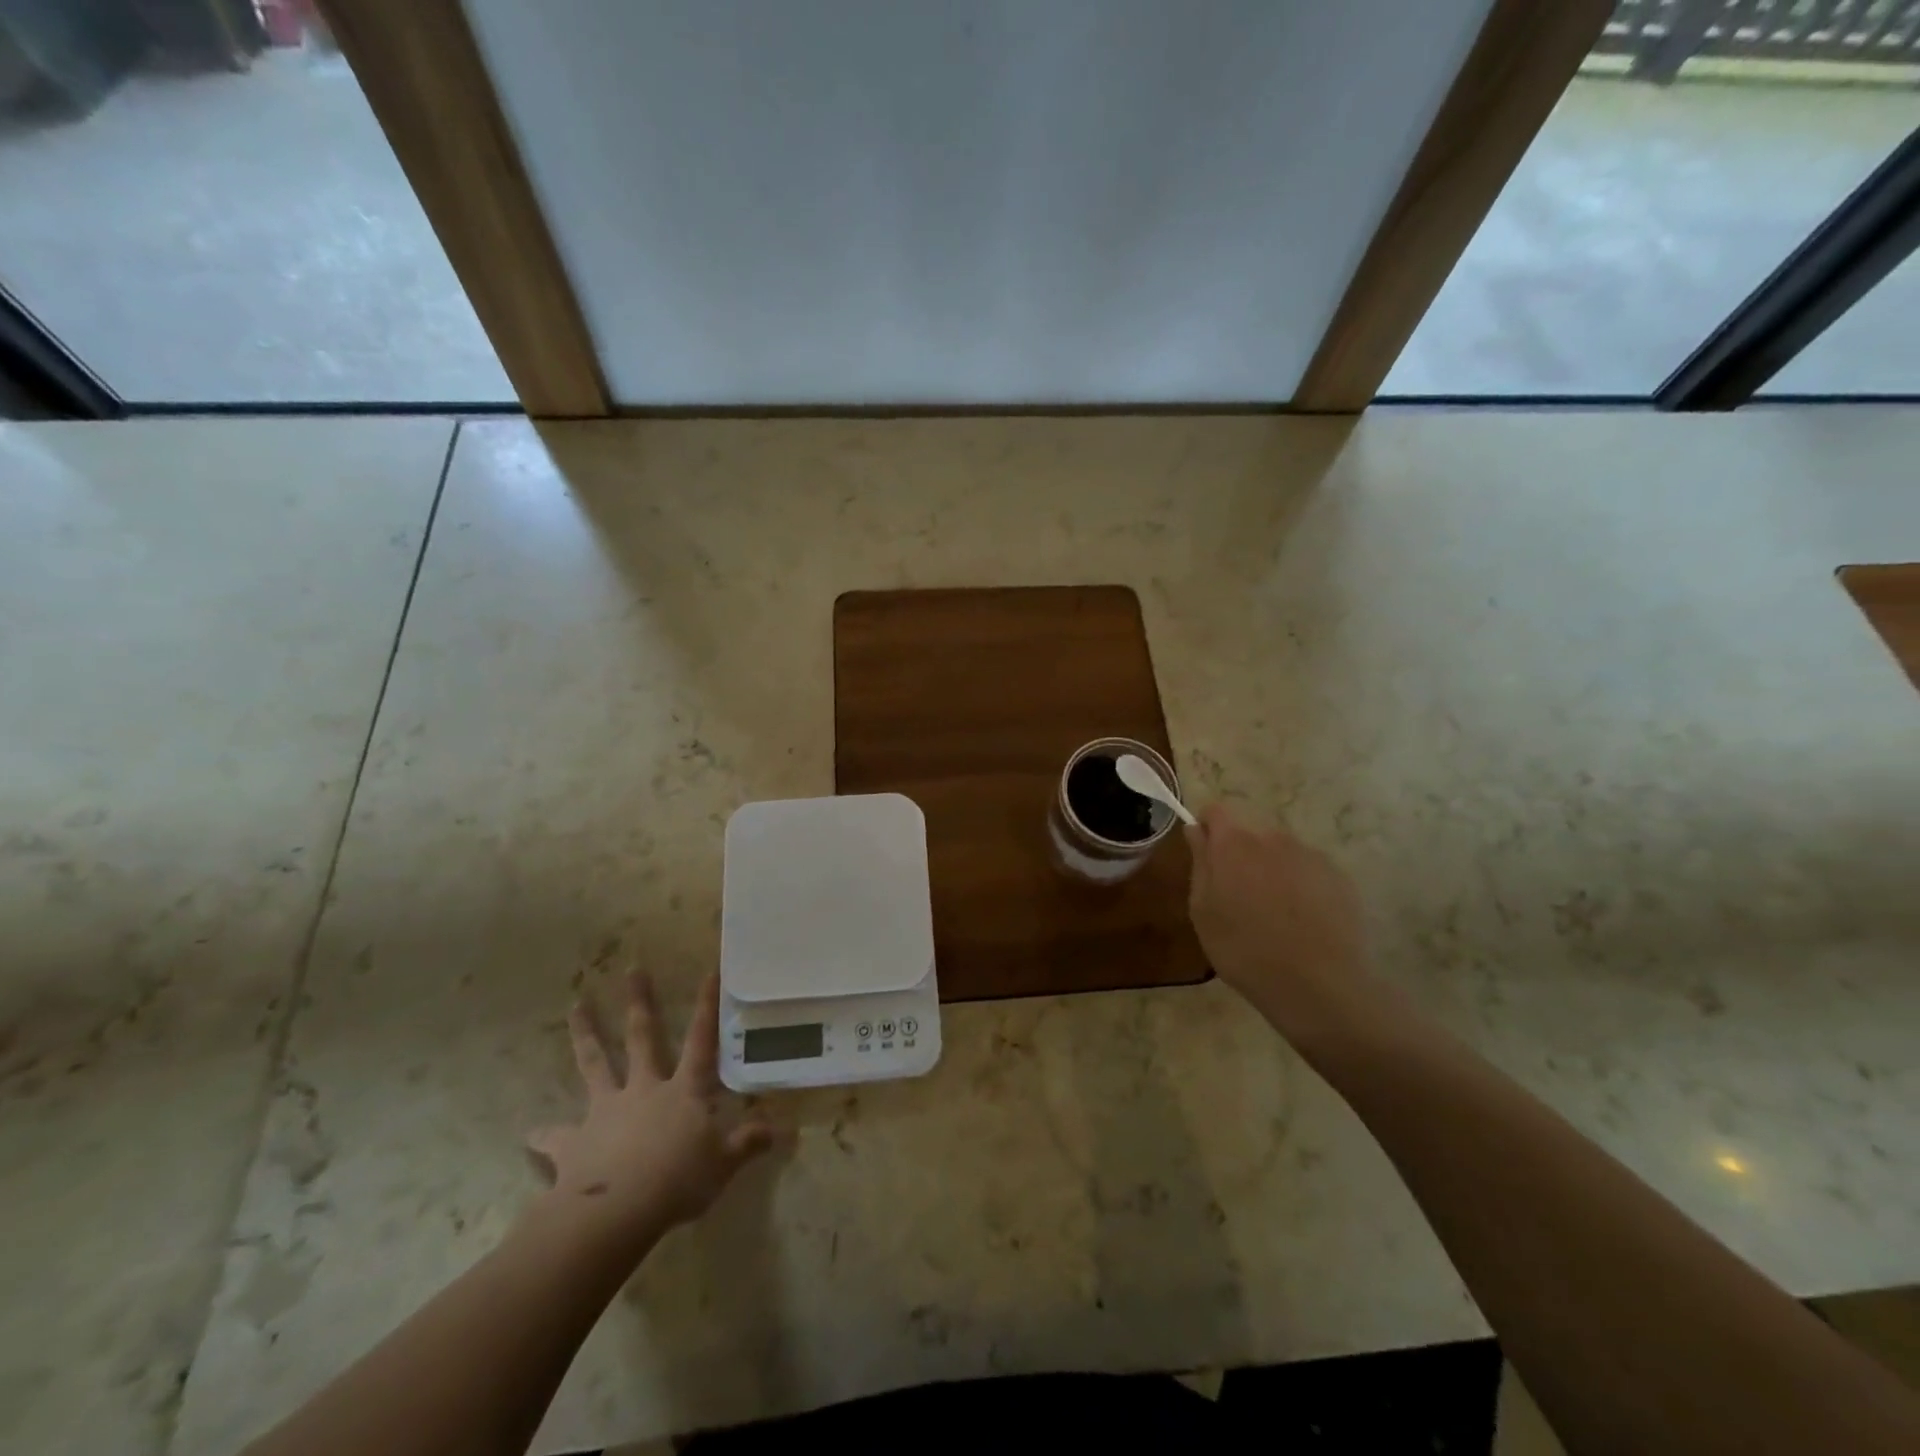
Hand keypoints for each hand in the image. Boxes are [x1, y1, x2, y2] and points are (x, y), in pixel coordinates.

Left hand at [528, 970, 771, 1241]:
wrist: (616, 1212)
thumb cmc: (678, 1181)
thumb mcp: (724, 1163)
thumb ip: (749, 1142)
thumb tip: (784, 1128)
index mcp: (683, 1091)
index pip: (701, 1041)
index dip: (707, 1007)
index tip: (709, 972)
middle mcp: (644, 1089)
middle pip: (642, 1038)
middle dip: (638, 1002)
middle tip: (631, 969)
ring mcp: (606, 1111)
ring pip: (595, 1065)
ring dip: (586, 1035)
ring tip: (575, 1007)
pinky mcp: (574, 1142)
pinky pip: (556, 1136)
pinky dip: (544, 1135)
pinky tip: (531, 1133)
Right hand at [1186, 803, 1377, 1044]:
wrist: (1318, 985)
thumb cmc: (1244, 950)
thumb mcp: (1203, 911)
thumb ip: (1200, 863)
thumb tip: (1196, 831)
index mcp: (1234, 844)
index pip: (1216, 811)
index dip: (1208, 829)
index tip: (1206, 856)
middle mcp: (1273, 838)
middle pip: (1250, 835)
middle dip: (1241, 857)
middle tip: (1239, 900)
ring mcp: (1310, 855)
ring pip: (1281, 854)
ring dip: (1272, 872)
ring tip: (1275, 916)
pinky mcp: (1339, 877)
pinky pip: (1309, 872)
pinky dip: (1302, 887)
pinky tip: (1303, 924)